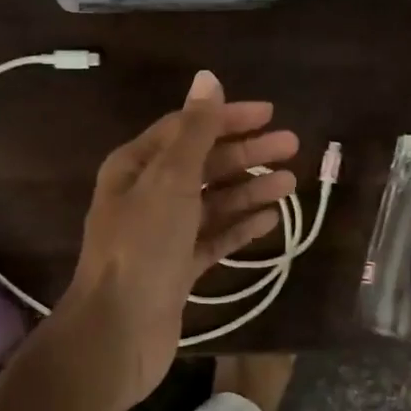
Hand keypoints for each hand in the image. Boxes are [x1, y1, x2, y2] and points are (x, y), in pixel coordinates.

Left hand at [58, 70, 298, 407]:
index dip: (227, 118)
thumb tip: (208, 78)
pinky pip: (214, 239)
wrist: (118, 332)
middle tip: (292, 146)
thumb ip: (194, 132)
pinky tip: (271, 220)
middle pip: (203, 165)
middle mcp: (147, 196)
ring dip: (249, 190)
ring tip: (290, 183)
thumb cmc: (142, 247)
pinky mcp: (178, 269)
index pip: (186, 129)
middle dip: (246, 154)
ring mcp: (163, 235)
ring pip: (213, 202)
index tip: (270, 114)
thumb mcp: (170, 181)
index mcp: (135, 167)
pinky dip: (240, 227)